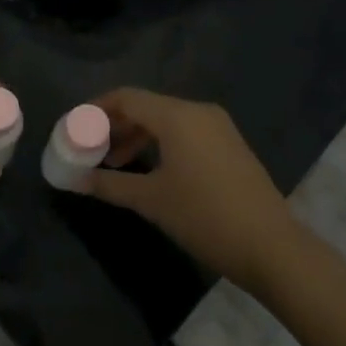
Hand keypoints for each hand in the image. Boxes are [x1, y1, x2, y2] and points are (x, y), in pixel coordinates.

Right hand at [82, 88, 299, 292]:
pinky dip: (161, 143)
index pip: (126, 98)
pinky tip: (149, 169)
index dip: (96, 109)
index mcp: (178, 116)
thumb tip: (74, 180)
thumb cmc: (204, 217)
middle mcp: (199, 112)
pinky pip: (185, 133)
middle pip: (146, 106)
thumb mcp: (151, 200)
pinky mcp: (229, 145)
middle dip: (115, 124)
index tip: (74, 127)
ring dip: (137, 136)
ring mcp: (218, 128)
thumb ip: (109, 184)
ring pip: (166, 120)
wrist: (271, 247)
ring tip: (114, 163)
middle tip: (90, 148)